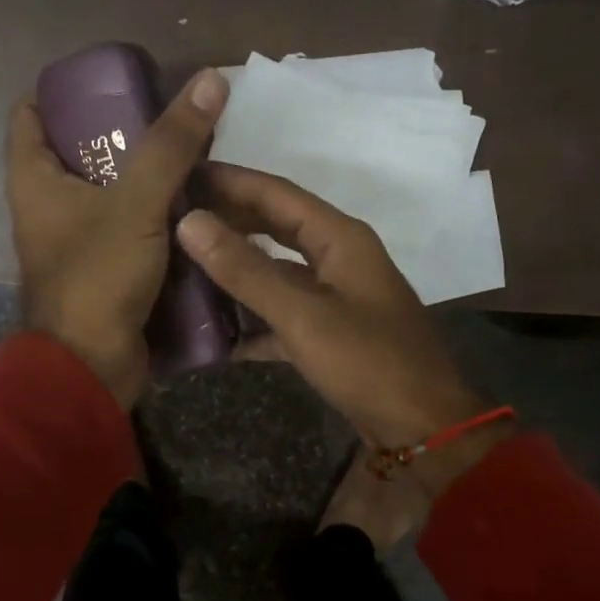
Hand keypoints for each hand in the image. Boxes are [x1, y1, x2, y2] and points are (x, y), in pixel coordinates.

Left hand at [6, 69, 227, 407]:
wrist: (91, 366)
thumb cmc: (97, 277)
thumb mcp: (136, 203)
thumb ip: (172, 145)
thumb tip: (211, 79)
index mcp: (34, 180)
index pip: (31, 113)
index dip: (64, 89)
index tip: (111, 78)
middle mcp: (47, 206)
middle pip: (78, 150)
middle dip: (120, 131)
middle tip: (169, 114)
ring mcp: (76, 241)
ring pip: (109, 192)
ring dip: (144, 175)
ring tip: (191, 152)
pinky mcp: (103, 269)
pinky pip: (128, 228)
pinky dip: (154, 215)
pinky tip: (194, 204)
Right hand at [176, 164, 509, 495]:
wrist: (422, 427)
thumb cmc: (368, 362)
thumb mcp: (302, 315)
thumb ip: (246, 270)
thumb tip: (191, 222)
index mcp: (340, 238)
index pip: (277, 194)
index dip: (231, 180)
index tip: (185, 172)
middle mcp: (339, 257)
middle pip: (276, 227)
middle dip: (230, 221)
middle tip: (177, 216)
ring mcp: (336, 296)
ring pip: (277, 271)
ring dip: (237, 270)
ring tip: (186, 266)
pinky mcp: (330, 332)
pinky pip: (283, 312)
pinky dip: (253, 318)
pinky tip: (216, 331)